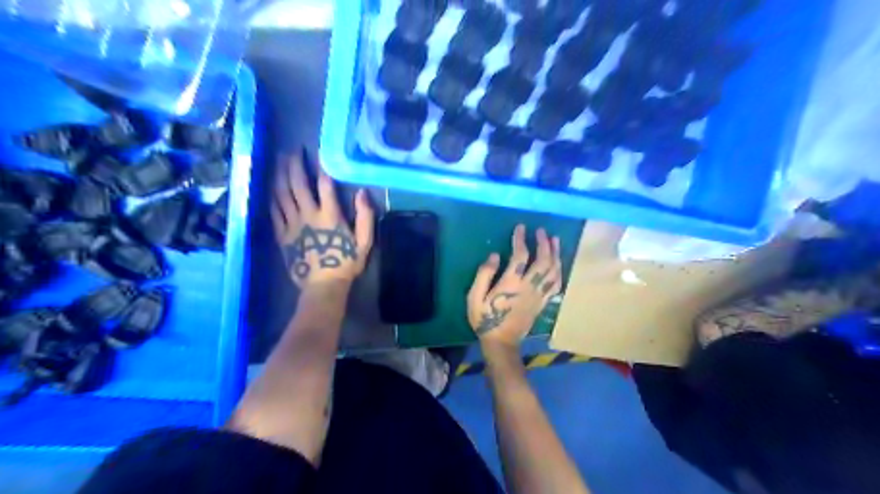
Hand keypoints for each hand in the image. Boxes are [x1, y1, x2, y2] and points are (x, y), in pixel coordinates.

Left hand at [273, 151, 374, 288]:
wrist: (323, 286)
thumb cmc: (346, 263)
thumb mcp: (364, 242)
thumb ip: (366, 217)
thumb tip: (363, 193)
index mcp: (330, 216)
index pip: (325, 185)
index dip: (322, 167)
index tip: (318, 152)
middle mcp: (308, 215)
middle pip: (298, 185)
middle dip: (294, 165)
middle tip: (292, 151)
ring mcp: (292, 224)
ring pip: (282, 195)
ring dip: (280, 176)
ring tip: (280, 161)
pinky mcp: (282, 235)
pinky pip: (274, 212)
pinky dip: (272, 197)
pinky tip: (271, 187)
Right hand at [468, 226, 563, 349]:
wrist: (502, 342)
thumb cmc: (485, 319)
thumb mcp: (475, 297)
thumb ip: (484, 274)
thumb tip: (493, 255)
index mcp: (511, 284)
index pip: (520, 256)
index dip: (521, 239)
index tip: (521, 227)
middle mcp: (529, 287)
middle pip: (543, 261)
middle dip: (543, 243)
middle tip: (541, 231)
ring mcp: (539, 295)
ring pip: (553, 271)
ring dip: (555, 254)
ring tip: (554, 240)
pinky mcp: (543, 302)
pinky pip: (556, 284)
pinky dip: (559, 271)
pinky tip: (559, 263)